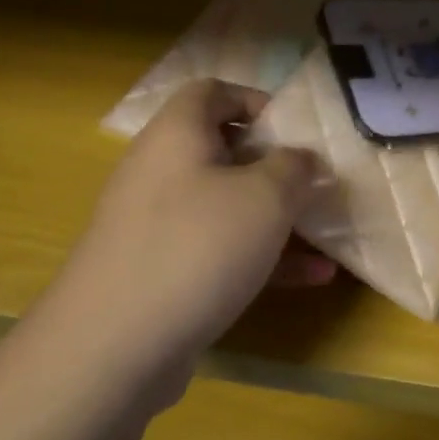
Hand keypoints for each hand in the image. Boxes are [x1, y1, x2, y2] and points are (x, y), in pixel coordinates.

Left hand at [38, 80, 333, 385]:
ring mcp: (156, 225)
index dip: (256, 100)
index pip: (212, 91)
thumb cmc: (197, 247)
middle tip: (316, 184)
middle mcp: (161, 171)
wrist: (112, 348)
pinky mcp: (159, 272)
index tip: (296, 130)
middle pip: (223, 151)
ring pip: (226, 206)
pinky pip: (217, 250)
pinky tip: (311, 278)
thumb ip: (294, 167)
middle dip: (276, 167)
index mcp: (177, 134)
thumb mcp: (266, 197)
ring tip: (327, 235)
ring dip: (277, 218)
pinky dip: (260, 257)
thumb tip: (302, 160)